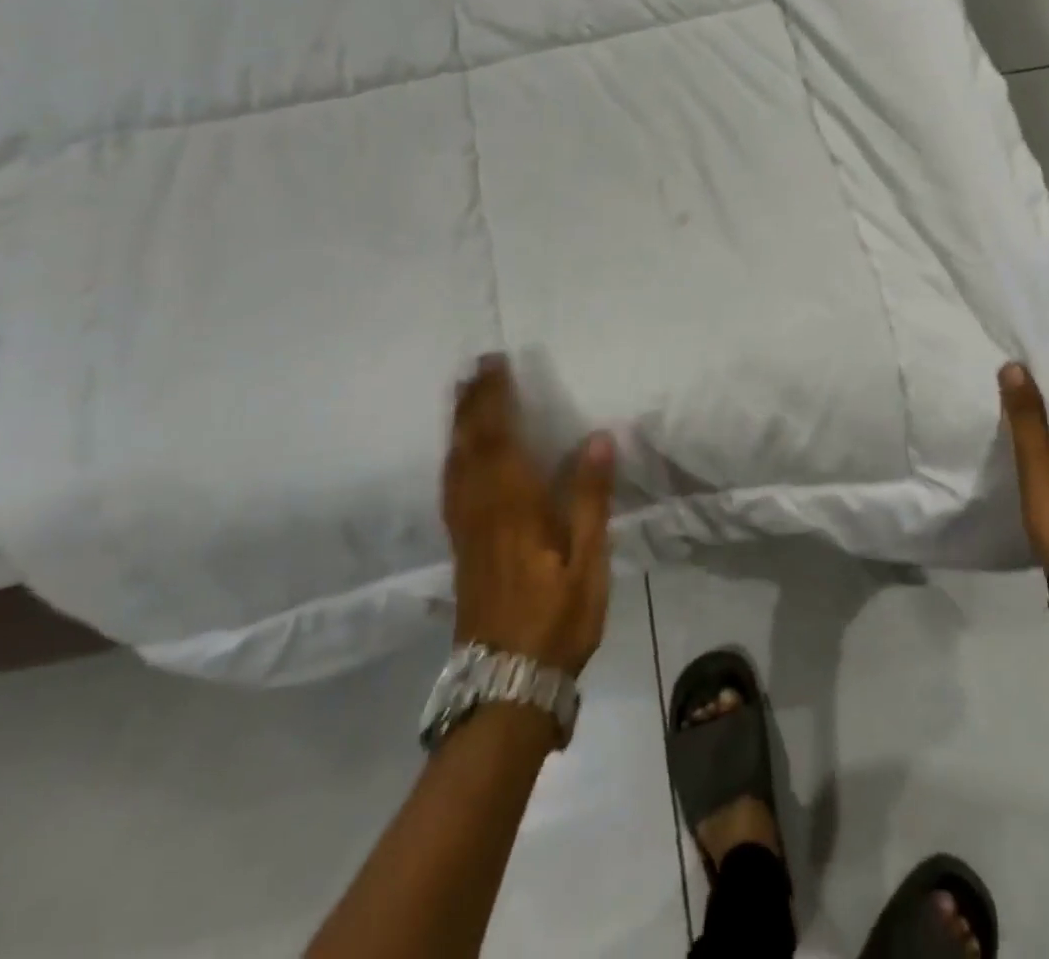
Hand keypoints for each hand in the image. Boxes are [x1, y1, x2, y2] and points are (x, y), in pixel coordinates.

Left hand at [443, 356, 617, 676]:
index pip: (499, 438)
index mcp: (514, 507)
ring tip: (461, 395)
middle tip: (475, 367)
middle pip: (470, 444)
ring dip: (457, 424)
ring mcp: (466, 530)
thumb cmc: (556, 620)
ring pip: (455, 464)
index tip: (497, 364)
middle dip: (472, 402)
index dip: (495, 398)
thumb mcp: (588, 562)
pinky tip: (455, 455)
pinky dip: (451, 458)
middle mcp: (482, 510)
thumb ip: (591, 498)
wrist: (505, 683)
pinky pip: (450, 488)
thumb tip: (598, 437)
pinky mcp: (460, 548)